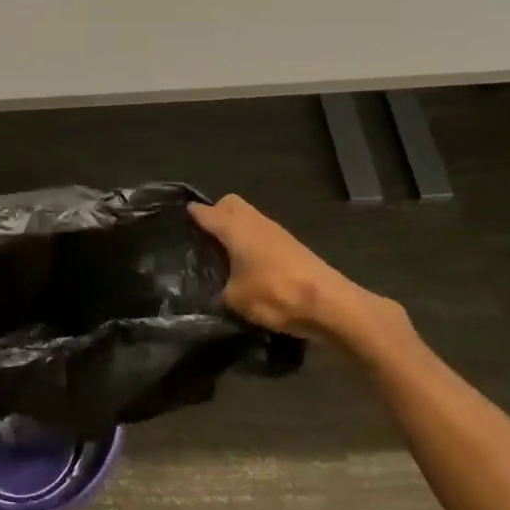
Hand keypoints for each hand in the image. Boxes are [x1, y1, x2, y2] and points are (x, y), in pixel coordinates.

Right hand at [188, 194, 386, 340]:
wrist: (332, 305)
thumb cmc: (276, 294)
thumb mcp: (236, 300)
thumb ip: (219, 291)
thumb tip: (213, 291)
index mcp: (234, 227)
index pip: (204, 212)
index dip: (189, 215)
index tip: (177, 222)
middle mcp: (253, 222)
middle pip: (229, 204)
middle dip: (216, 214)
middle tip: (204, 239)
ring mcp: (276, 232)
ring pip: (248, 219)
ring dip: (236, 230)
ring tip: (225, 256)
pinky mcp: (292, 247)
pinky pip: (262, 235)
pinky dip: (252, 243)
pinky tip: (250, 267)